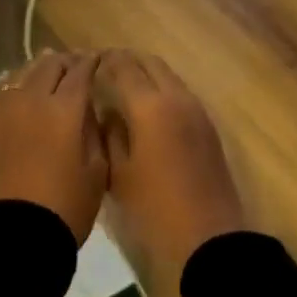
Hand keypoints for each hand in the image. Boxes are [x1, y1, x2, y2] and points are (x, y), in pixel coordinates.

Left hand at [0, 51, 108, 242]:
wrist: (17, 234)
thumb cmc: (67, 206)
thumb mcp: (97, 169)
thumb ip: (94, 131)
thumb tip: (87, 110)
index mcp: (65, 109)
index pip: (81, 71)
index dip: (92, 62)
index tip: (99, 59)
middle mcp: (32, 99)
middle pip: (50, 65)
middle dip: (67, 61)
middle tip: (78, 64)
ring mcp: (5, 109)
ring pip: (23, 72)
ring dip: (40, 68)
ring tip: (50, 71)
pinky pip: (2, 90)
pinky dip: (16, 84)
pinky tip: (22, 90)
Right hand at [92, 49, 246, 269]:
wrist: (209, 236)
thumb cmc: (154, 208)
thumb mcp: (118, 174)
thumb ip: (110, 134)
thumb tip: (108, 113)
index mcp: (150, 106)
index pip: (123, 67)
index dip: (104, 62)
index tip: (87, 63)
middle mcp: (176, 98)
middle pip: (149, 62)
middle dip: (126, 60)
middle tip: (103, 67)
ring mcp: (196, 110)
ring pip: (168, 75)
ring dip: (145, 71)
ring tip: (122, 83)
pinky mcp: (207, 125)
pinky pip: (179, 92)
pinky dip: (161, 87)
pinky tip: (147, 105)